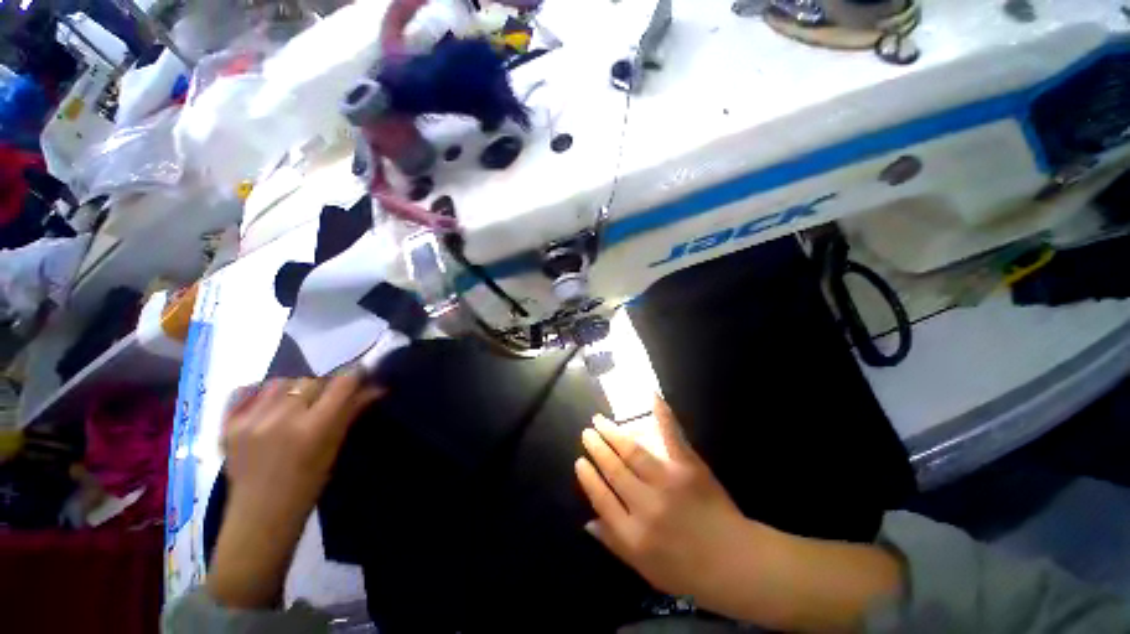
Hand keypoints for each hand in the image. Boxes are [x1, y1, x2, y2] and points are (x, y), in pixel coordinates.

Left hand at [208, 373, 382, 608]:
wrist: (259, 517)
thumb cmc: (307, 486)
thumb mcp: (334, 448)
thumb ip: (352, 412)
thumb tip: (378, 387)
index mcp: (313, 428)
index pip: (341, 383)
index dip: (354, 375)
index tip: (360, 376)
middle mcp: (281, 418)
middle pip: (312, 380)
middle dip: (324, 386)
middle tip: (325, 402)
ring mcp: (250, 421)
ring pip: (282, 382)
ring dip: (294, 389)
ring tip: (294, 406)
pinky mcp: (228, 425)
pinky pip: (248, 391)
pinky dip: (262, 393)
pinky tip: (268, 405)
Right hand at [576, 396, 903, 631]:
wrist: (735, 564)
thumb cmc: (688, 571)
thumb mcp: (645, 569)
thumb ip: (614, 543)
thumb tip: (587, 521)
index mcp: (633, 533)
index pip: (601, 497)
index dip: (588, 476)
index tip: (579, 460)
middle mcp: (646, 505)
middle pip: (614, 470)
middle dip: (597, 448)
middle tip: (587, 432)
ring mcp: (668, 482)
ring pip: (632, 451)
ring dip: (614, 433)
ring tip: (600, 421)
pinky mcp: (689, 467)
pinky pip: (672, 436)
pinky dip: (663, 415)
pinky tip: (652, 397)